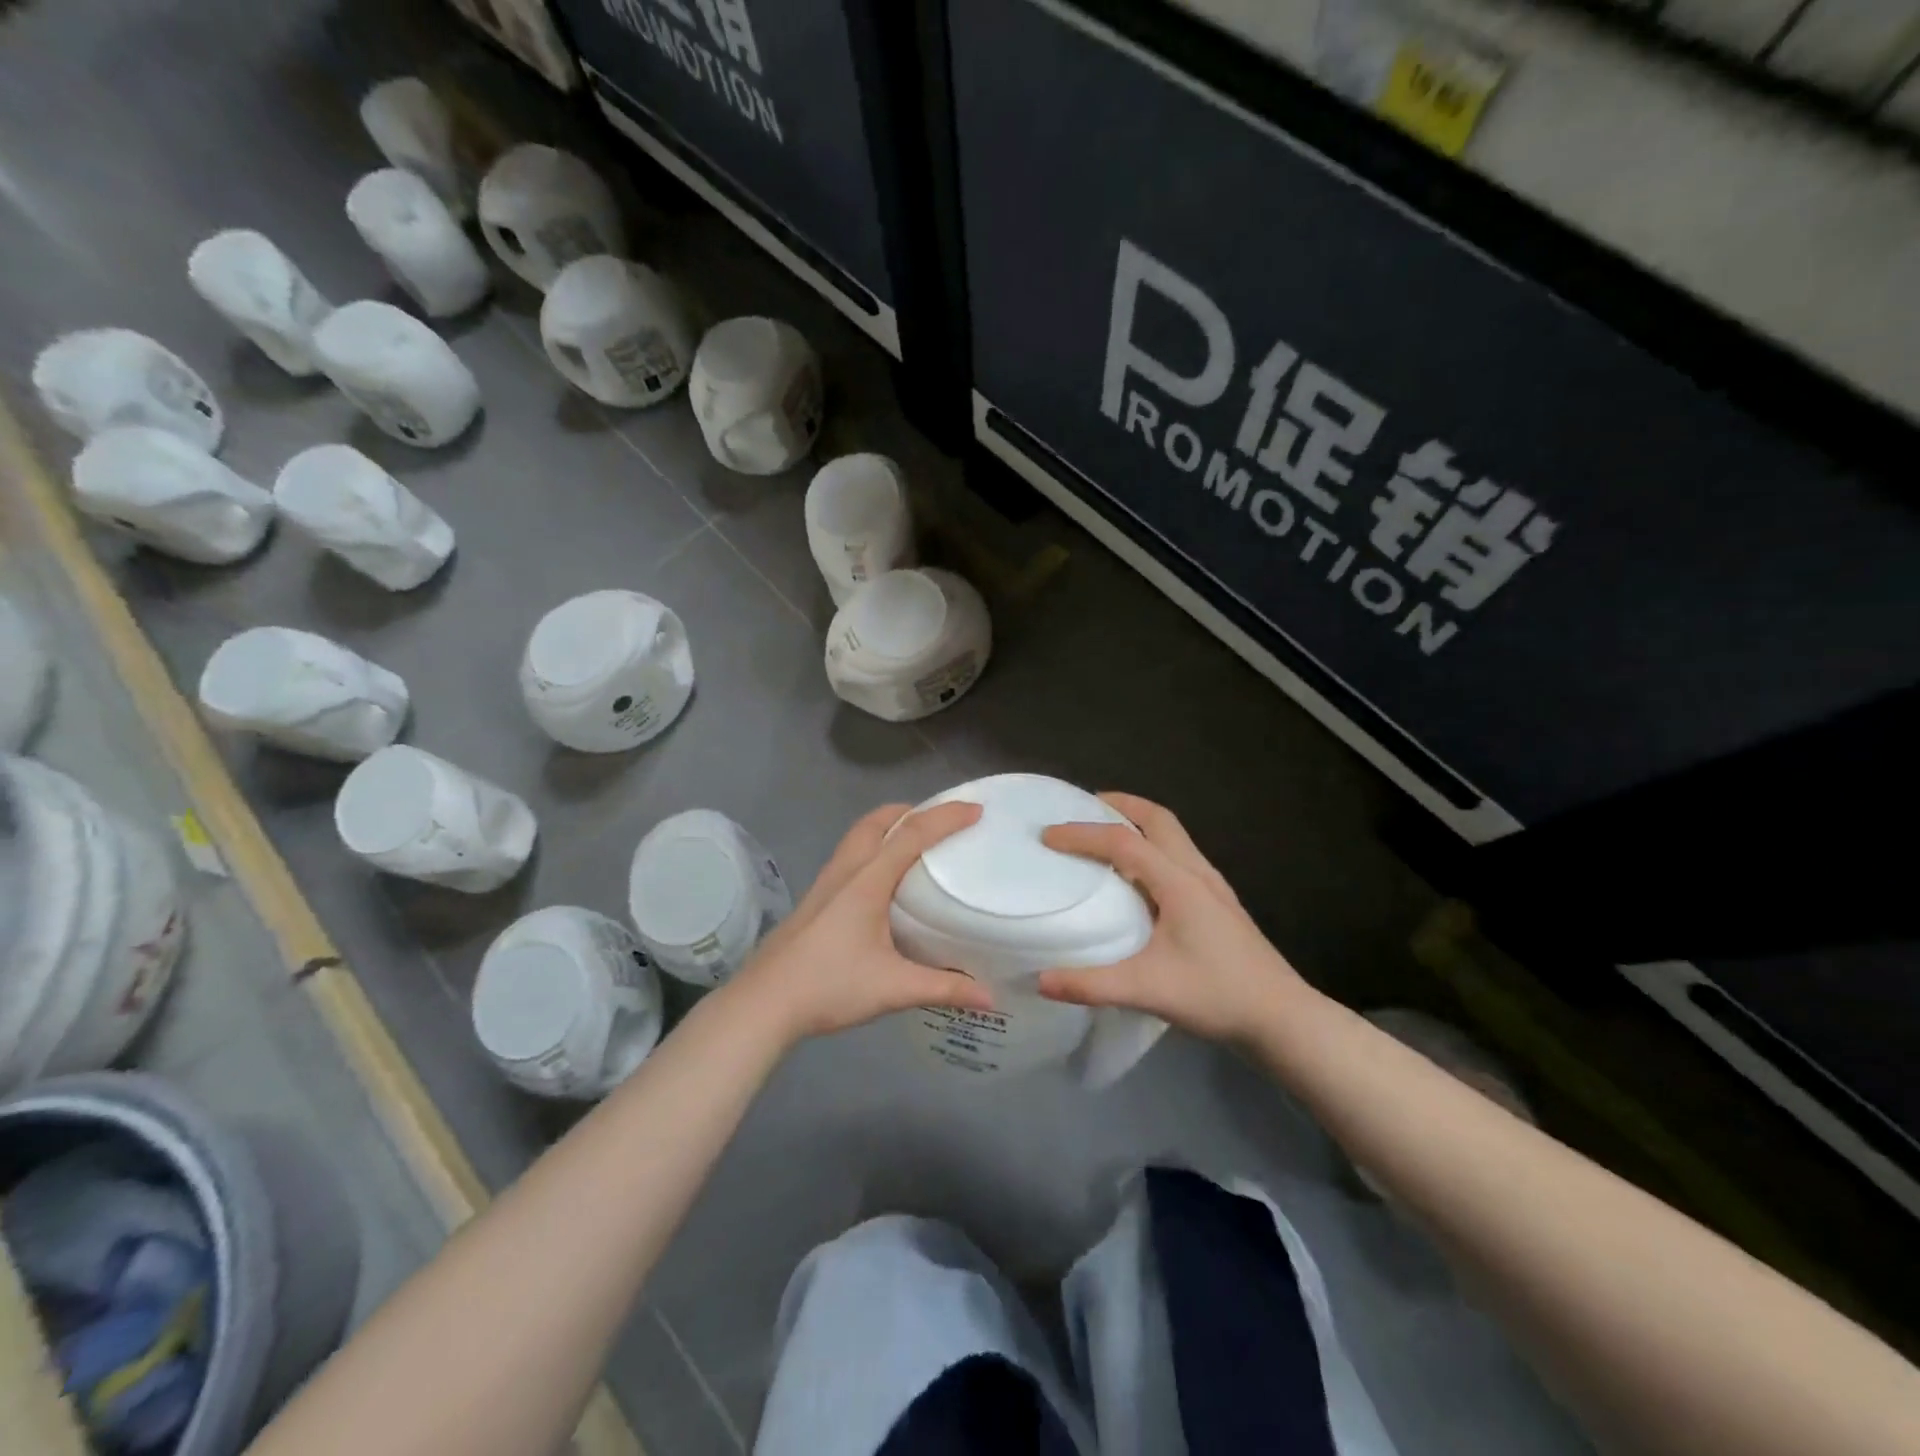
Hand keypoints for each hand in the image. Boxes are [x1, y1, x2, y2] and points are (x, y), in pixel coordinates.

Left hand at [728, 801, 994, 1044]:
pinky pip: (849, 855)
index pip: (911, 835)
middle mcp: (845, 872)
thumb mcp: (893, 988)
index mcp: (867, 881)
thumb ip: (944, 988)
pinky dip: (872, 847)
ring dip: (887, 826)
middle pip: (877, 821)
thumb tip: (990, 997)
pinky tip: (881, 881)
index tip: (975, 810)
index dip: (945, 817)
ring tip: (914, 842)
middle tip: (941, 819)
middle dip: (911, 811)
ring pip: (858, 836)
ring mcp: (825, 884)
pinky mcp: (815, 900)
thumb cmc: (829, 986)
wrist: (764, 1003)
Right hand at [1037, 793, 1307, 1044]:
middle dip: (1120, 805)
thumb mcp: (1148, 990)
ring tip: (1106, 835)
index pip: (1123, 841)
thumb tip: (1040, 979)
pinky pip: (1180, 857)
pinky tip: (1140, 878)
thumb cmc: (1217, 996)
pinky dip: (1153, 847)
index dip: (1082, 834)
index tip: (1048, 836)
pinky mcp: (1219, 903)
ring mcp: (1213, 886)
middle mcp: (1197, 873)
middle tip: (1084, 807)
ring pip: (1173, 836)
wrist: (1283, 1018)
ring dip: (1139, 824)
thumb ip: (1091, 984)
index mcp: (1178, 882)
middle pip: (1158, 819)